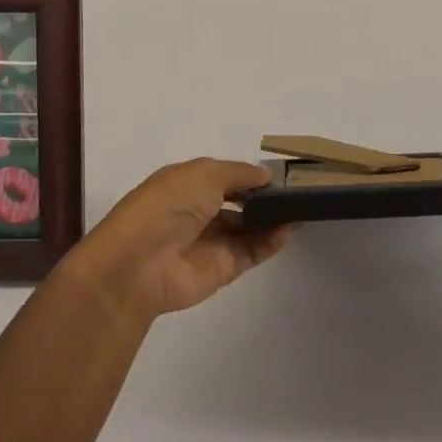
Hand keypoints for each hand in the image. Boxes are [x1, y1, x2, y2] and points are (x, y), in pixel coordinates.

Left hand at [60, 158, 292, 322]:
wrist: (139, 265)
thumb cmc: (168, 205)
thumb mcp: (204, 174)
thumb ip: (239, 174)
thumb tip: (265, 175)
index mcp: (187, 183)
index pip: (225, 176)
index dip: (249, 174)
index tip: (280, 172)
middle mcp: (199, 210)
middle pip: (239, 201)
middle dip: (264, 196)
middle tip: (298, 190)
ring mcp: (211, 240)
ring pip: (248, 227)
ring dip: (272, 218)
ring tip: (302, 207)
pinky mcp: (222, 269)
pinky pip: (252, 251)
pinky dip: (271, 241)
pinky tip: (290, 228)